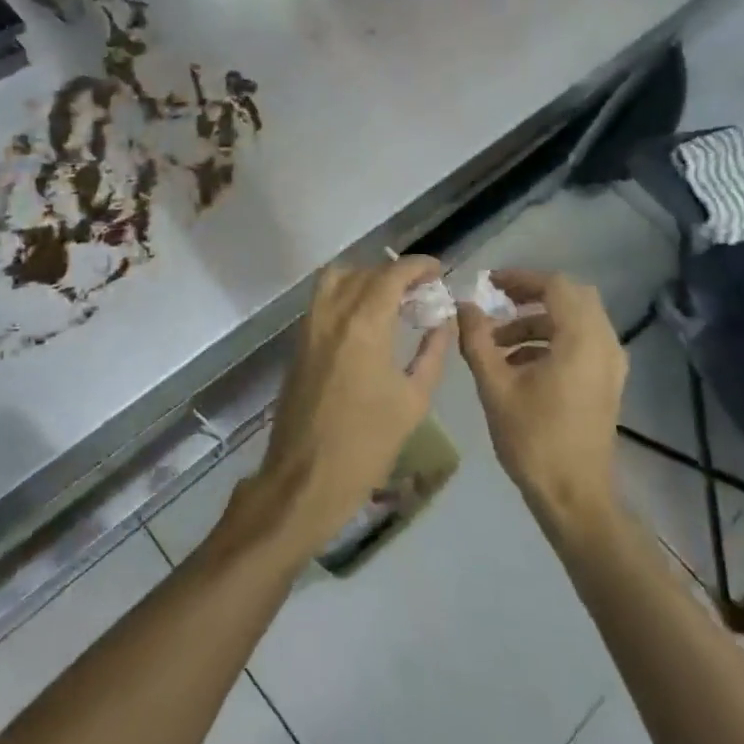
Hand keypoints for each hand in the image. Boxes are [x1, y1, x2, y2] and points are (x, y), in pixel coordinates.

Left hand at [239, 257, 452, 563]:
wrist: (306, 478)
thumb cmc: (368, 444)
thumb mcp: (413, 401)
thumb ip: (432, 353)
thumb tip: (444, 322)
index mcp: (365, 324)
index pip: (392, 274)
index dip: (418, 266)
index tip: (438, 271)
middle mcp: (333, 314)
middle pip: (365, 272)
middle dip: (395, 273)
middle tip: (421, 290)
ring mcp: (310, 326)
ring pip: (336, 279)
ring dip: (365, 278)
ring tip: (390, 299)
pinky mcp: (298, 343)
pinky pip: (322, 300)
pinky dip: (345, 294)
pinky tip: (366, 320)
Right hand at [458, 270, 626, 524]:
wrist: (573, 496)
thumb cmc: (533, 439)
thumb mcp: (495, 386)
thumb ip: (477, 340)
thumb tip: (463, 306)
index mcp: (581, 340)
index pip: (556, 286)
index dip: (521, 279)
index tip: (489, 285)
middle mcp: (604, 344)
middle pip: (572, 297)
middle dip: (532, 295)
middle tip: (498, 303)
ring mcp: (610, 365)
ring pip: (577, 320)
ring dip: (539, 321)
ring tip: (498, 342)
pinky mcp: (607, 382)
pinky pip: (582, 342)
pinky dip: (552, 339)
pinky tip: (519, 363)